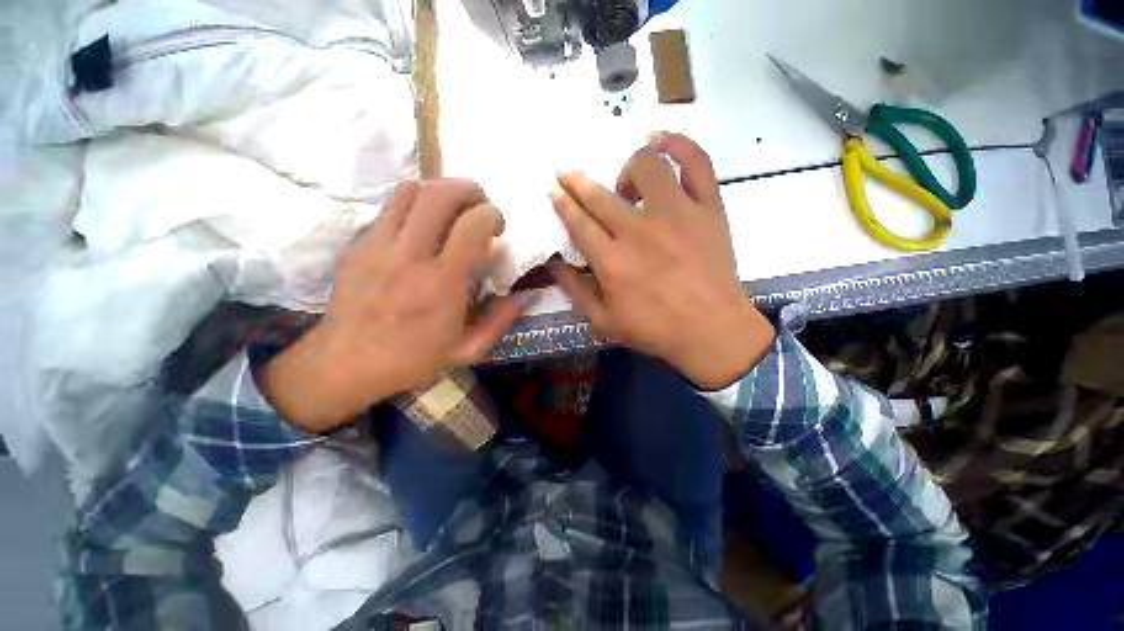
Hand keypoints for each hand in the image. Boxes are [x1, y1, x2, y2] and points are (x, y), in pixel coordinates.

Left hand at [260, 179, 524, 432]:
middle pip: (440, 194)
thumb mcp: (468, 350)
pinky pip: (389, 207)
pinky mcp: (358, 244)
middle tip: (478, 206)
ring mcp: (378, 245)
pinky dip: (413, 206)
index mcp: (442, 283)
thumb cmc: (413, 359)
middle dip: (469, 190)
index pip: (472, 225)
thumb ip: (501, 320)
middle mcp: (410, 256)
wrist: (347, 363)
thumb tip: (525, 295)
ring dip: (439, 191)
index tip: (497, 228)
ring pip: (410, 190)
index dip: (492, 215)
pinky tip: (420, 228)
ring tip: (450, 211)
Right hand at [549, 132, 775, 388]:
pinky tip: (661, 141)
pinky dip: (678, 144)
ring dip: (626, 169)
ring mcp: (676, 214)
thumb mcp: (604, 321)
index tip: (554, 189)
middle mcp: (638, 230)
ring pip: (645, 167)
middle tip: (566, 173)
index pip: (578, 222)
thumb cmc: (655, 330)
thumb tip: (553, 263)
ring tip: (626, 184)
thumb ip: (575, 290)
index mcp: (611, 261)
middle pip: (600, 195)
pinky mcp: (706, 208)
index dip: (563, 203)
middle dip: (576, 181)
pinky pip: (695, 162)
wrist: (712, 330)